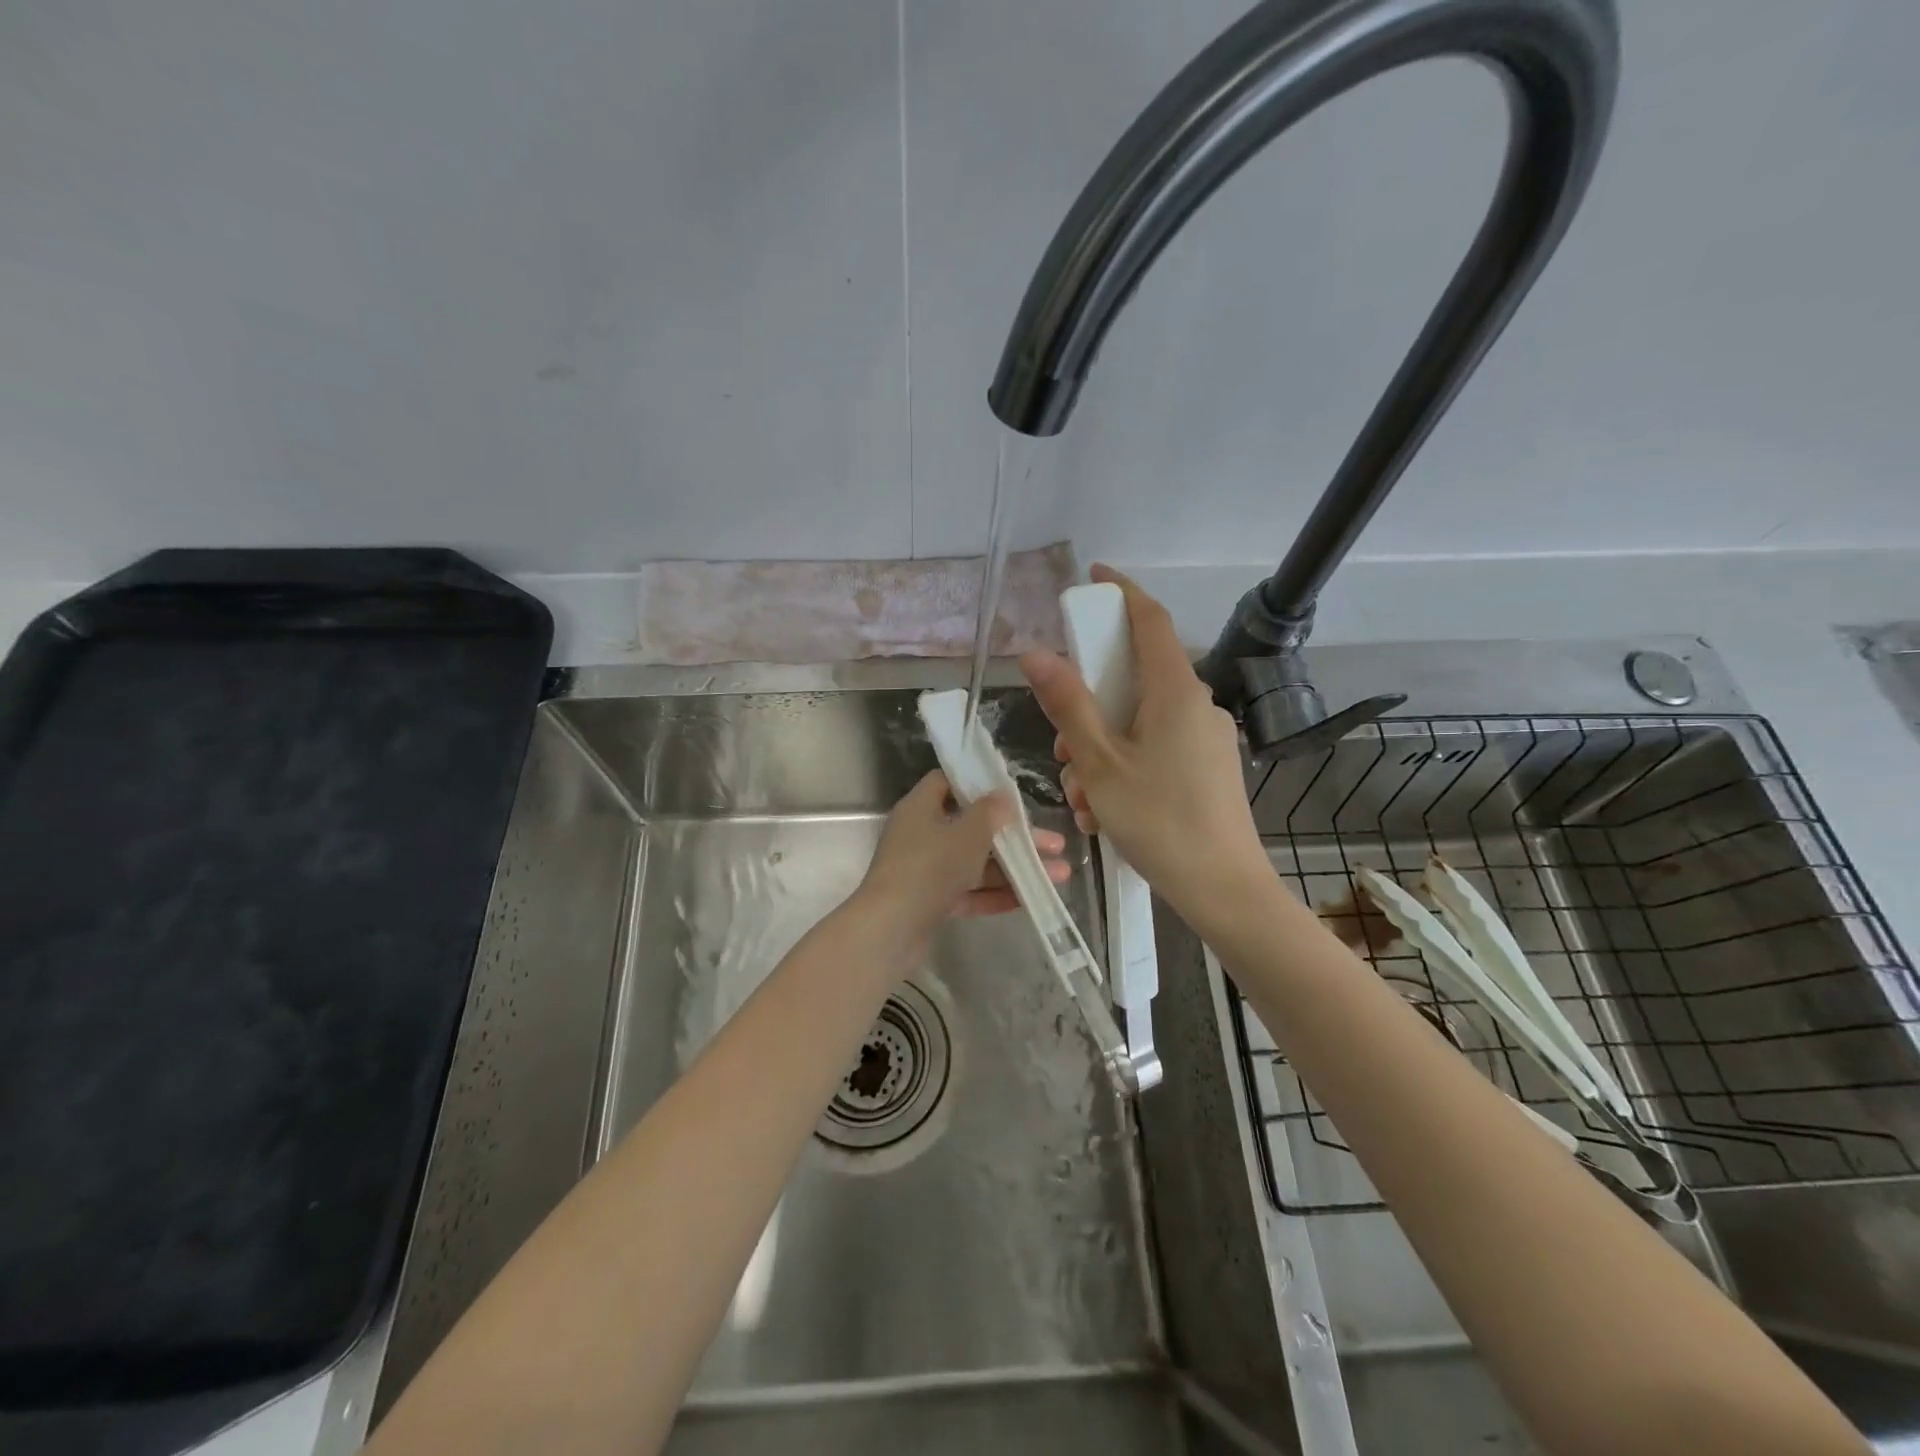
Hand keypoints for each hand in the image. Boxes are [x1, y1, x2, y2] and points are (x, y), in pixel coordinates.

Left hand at [850, 770, 1069, 963]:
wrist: (890, 931)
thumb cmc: (929, 868)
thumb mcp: (966, 834)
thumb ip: (989, 813)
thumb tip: (1001, 795)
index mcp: (921, 808)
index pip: (947, 782)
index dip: (978, 783)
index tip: (1011, 792)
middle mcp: (921, 834)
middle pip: (972, 827)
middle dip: (1014, 837)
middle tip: (1055, 843)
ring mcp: (924, 870)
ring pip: (974, 863)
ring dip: (1013, 868)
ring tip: (1058, 875)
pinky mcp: (929, 902)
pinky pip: (967, 891)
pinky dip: (994, 894)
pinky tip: (1029, 899)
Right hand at [1019, 565, 1270, 929]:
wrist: (1224, 889)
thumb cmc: (1158, 820)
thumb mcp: (1099, 763)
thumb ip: (1067, 704)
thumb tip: (1035, 652)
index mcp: (1175, 691)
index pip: (1149, 620)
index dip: (1120, 593)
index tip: (1092, 578)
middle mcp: (1195, 705)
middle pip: (1134, 679)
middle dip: (1088, 706)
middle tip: (1061, 748)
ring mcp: (1204, 738)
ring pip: (1138, 722)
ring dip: (1100, 750)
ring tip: (1083, 801)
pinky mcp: (1206, 768)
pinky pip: (1155, 749)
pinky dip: (1123, 768)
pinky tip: (1105, 812)